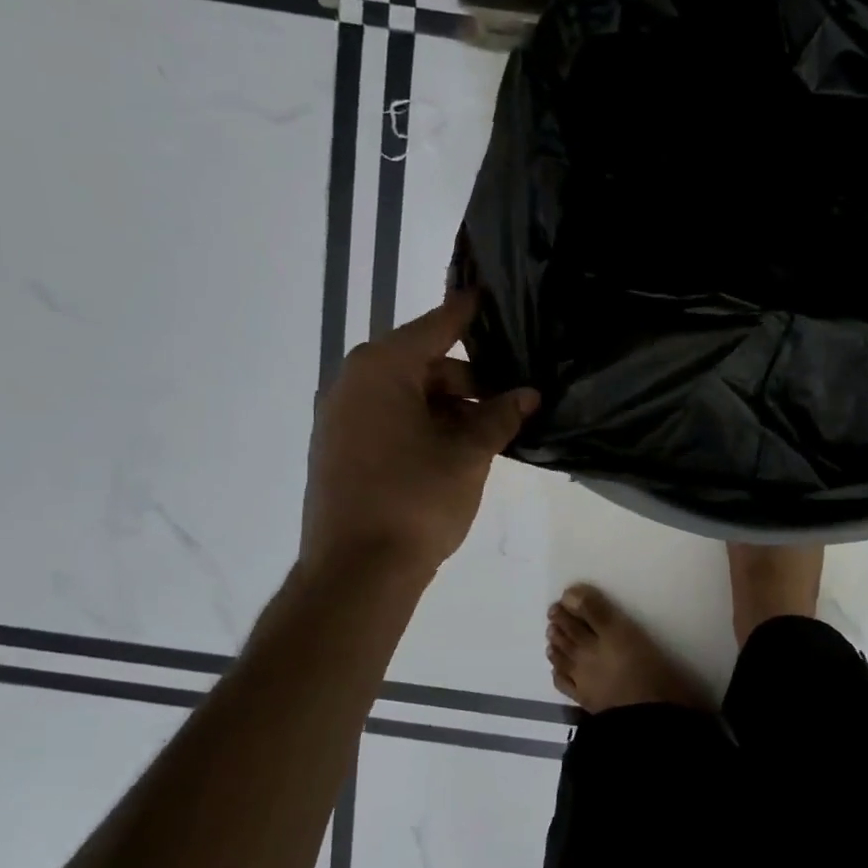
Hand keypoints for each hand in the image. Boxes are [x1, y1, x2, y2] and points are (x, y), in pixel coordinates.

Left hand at [300, 291, 537, 579]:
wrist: (357, 571)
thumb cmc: (417, 500)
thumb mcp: (469, 454)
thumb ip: (500, 416)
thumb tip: (527, 394)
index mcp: (381, 369)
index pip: (436, 326)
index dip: (468, 313)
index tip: (492, 295)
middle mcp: (353, 383)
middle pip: (423, 364)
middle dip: (470, 380)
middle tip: (512, 399)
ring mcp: (341, 418)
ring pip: (408, 396)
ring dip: (450, 408)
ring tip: (491, 432)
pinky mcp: (340, 450)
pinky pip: (390, 421)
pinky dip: (425, 426)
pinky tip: (457, 450)